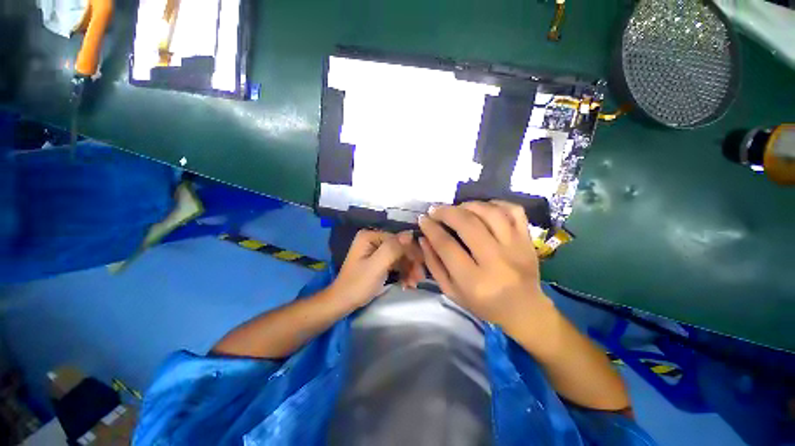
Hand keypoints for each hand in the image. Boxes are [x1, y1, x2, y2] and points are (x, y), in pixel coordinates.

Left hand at [330, 230, 419, 307]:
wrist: (343, 302)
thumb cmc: (358, 284)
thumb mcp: (376, 266)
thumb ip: (393, 249)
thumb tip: (410, 234)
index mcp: (370, 236)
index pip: (398, 239)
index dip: (411, 252)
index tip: (422, 267)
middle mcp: (374, 240)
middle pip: (400, 248)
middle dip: (411, 263)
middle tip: (419, 278)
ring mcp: (376, 250)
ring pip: (400, 256)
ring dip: (408, 270)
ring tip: (413, 284)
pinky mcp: (379, 261)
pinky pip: (395, 263)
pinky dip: (402, 273)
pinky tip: (407, 284)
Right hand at [418, 201, 555, 334]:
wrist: (524, 310)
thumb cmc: (483, 304)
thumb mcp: (451, 291)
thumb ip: (434, 265)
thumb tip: (423, 238)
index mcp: (474, 280)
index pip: (447, 245)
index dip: (431, 228)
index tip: (422, 219)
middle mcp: (496, 261)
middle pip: (468, 224)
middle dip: (446, 212)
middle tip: (435, 210)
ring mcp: (516, 247)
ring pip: (491, 213)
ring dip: (468, 205)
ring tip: (457, 208)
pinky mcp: (527, 240)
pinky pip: (514, 211)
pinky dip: (496, 203)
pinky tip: (483, 208)